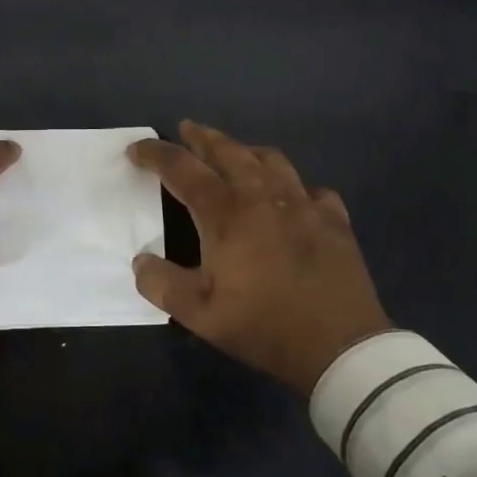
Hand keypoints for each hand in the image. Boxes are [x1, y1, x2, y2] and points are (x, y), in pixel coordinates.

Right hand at [127, 121, 391, 393]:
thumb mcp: (199, 315)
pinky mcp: (334, 220)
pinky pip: (311, 189)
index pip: (182, 169)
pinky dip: (293, 186)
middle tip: (186, 129)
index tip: (136, 150)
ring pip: (271, 160)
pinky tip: (291, 198)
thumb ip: (161, 284)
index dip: (155, 154)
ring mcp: (303, 204)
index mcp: (226, 213)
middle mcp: (263, 196)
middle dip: (202, 137)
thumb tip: (141, 260)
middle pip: (228, 151)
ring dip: (245, 151)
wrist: (340, 347)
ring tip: (234, 154)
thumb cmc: (263, 326)